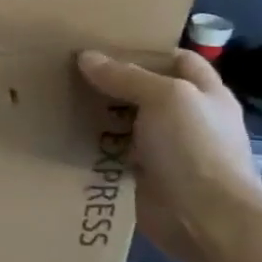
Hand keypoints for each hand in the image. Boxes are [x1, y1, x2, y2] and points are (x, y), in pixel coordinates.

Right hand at [76, 48, 261, 261]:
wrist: (205, 218)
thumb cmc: (195, 148)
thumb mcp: (166, 98)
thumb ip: (127, 76)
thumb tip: (86, 57)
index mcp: (204, 95)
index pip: (178, 60)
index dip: (146, 49)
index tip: (102, 44)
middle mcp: (185, 119)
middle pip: (143, 90)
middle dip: (109, 80)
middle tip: (66, 69)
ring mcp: (163, 149)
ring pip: (122, 122)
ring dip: (94, 114)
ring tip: (55, 98)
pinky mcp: (140, 174)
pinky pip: (109, 152)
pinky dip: (88, 145)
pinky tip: (60, 134)